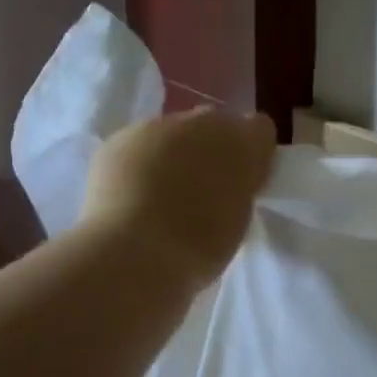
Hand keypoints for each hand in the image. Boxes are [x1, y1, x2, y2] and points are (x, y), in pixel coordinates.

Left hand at [81, 109, 277, 287]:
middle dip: (210, 151)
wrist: (134, 254)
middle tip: (202, 192)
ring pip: (171, 133)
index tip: (243, 184)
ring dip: (172, 156)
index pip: (259, 131)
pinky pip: (136, 147)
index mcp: (242, 143)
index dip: (251, 156)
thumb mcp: (239, 221)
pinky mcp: (118, 140)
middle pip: (212, 125)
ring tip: (161, 197)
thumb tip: (229, 180)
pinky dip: (138, 165)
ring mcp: (156, 126)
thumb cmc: (200, 248)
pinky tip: (131, 197)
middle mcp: (201, 122)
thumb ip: (240, 189)